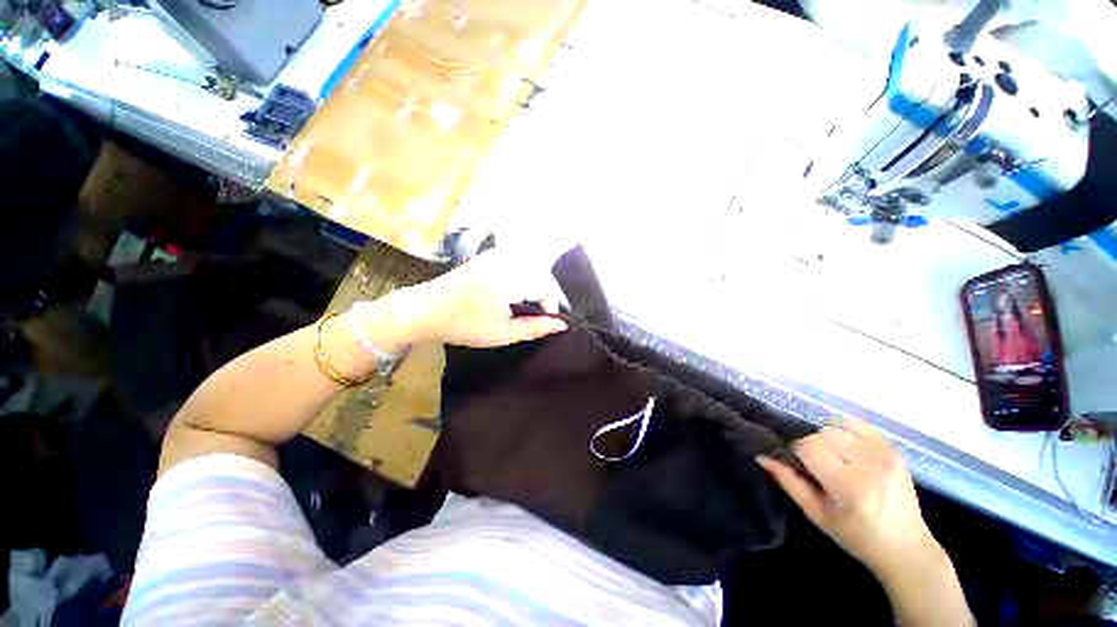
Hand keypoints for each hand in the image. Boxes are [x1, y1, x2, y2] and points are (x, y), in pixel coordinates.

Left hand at [378, 248, 568, 348]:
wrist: (425, 309)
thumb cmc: (462, 326)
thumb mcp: (502, 333)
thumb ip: (535, 328)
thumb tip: (562, 324)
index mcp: (506, 279)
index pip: (545, 287)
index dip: (552, 305)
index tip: (549, 321)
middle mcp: (504, 260)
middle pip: (541, 273)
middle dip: (547, 293)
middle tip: (544, 313)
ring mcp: (496, 254)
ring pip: (532, 265)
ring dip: (538, 284)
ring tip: (534, 303)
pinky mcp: (491, 254)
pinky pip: (519, 260)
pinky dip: (526, 275)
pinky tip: (520, 289)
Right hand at [757, 419, 940, 579]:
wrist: (907, 548)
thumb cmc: (857, 536)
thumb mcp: (817, 514)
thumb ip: (788, 481)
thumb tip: (761, 455)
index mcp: (852, 486)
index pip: (809, 446)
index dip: (796, 452)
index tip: (799, 466)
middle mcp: (871, 464)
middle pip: (821, 434)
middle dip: (811, 445)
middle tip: (816, 466)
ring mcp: (886, 454)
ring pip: (836, 426)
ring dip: (826, 438)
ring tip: (832, 458)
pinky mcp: (894, 449)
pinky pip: (857, 424)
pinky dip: (843, 430)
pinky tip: (844, 447)